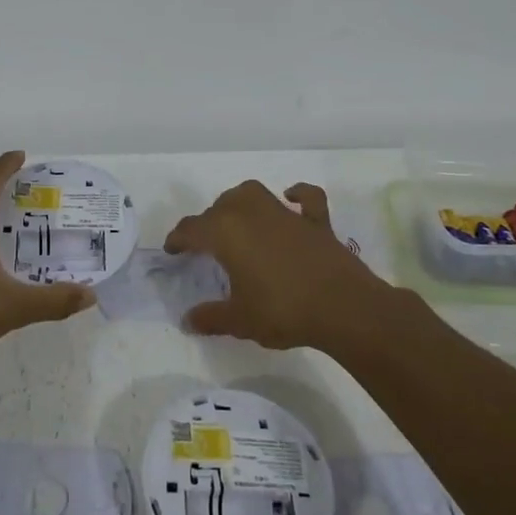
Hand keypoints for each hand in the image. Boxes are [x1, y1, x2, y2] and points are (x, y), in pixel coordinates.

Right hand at [164, 180, 401, 351]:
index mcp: (226, 234)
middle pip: (219, 207)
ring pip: (253, 193)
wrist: (344, 309)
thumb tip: (188, 321)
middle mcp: (251, 214)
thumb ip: (211, 317)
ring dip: (239, 201)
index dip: (177, 240)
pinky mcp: (316, 222)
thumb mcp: (240, 321)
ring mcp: (286, 215)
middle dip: (207, 222)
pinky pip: (306, 199)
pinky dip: (297, 195)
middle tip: (205, 245)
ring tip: (235, 218)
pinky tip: (290, 198)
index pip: (192, 230)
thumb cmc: (283, 311)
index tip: (172, 251)